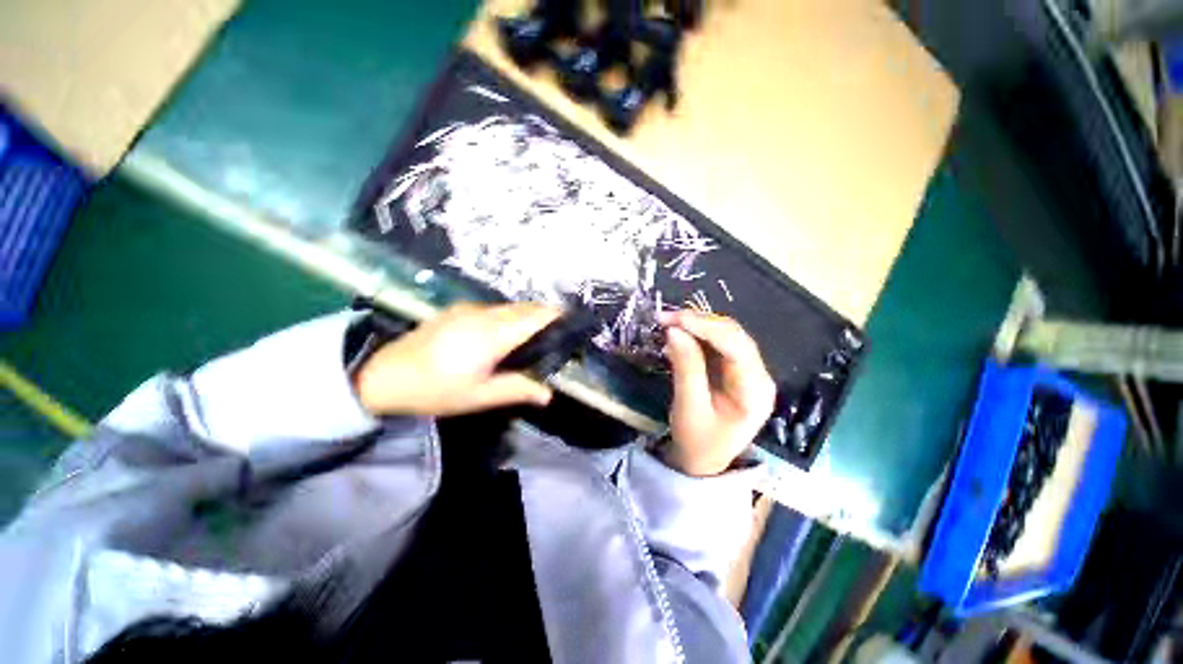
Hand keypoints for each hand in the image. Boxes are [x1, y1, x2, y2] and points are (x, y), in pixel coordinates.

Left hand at [354, 302, 560, 416]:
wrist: (382, 375)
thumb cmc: (435, 389)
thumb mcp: (479, 396)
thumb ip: (517, 389)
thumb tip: (548, 394)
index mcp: (493, 334)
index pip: (535, 316)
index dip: (557, 316)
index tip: (573, 323)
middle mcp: (484, 314)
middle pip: (525, 308)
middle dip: (545, 316)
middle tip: (558, 334)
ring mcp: (469, 309)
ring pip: (509, 306)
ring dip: (527, 315)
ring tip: (536, 334)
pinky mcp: (457, 310)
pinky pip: (494, 308)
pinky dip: (509, 316)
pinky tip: (505, 333)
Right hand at [659, 310, 775, 476]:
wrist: (702, 461)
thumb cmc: (698, 441)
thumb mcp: (689, 407)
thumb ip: (685, 367)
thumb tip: (674, 330)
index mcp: (755, 390)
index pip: (737, 347)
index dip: (706, 327)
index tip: (675, 319)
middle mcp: (758, 374)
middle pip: (733, 335)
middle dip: (699, 322)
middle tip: (665, 318)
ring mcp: (746, 370)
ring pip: (724, 334)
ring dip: (696, 325)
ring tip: (668, 323)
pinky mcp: (732, 368)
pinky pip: (716, 343)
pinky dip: (695, 335)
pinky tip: (677, 335)